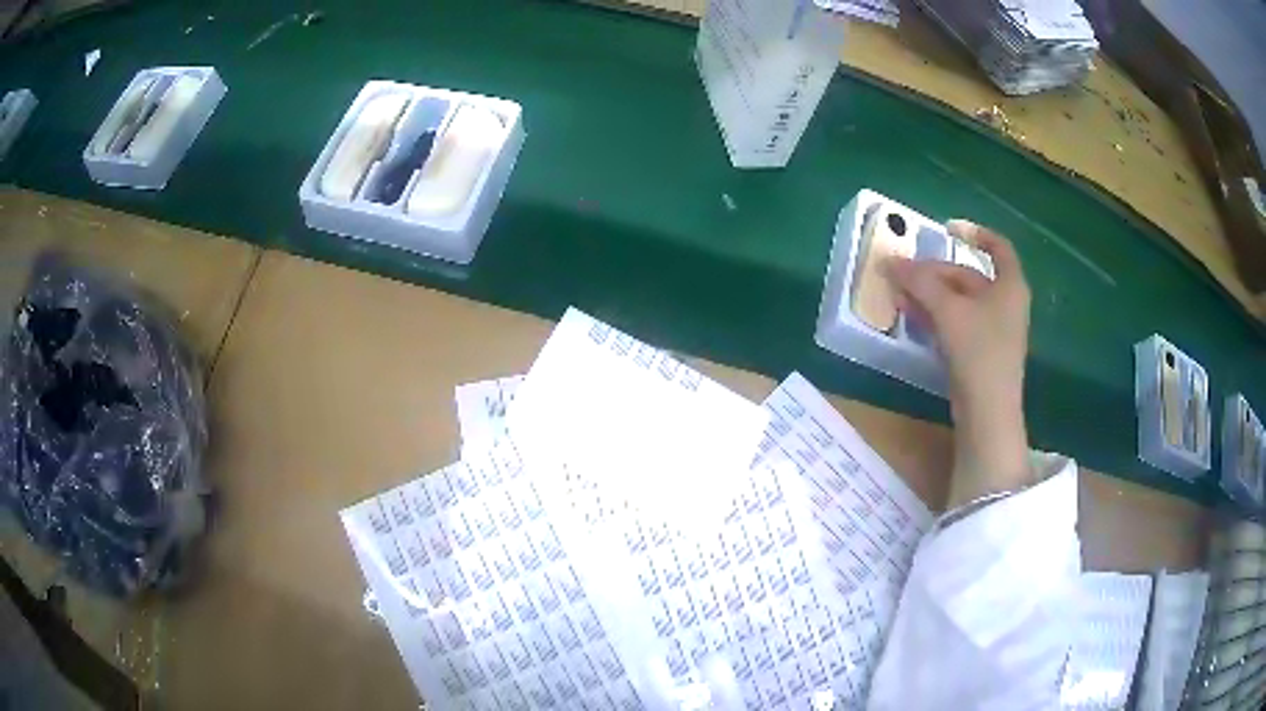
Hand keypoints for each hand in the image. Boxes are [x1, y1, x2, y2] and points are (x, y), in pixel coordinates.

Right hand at [887, 220, 1032, 505]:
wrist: (988, 414)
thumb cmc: (979, 352)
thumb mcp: (949, 311)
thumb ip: (920, 283)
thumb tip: (891, 261)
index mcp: (1010, 286)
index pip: (998, 247)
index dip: (975, 233)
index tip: (947, 229)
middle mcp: (1005, 303)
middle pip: (969, 276)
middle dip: (935, 273)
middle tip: (904, 273)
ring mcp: (994, 330)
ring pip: (960, 301)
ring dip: (930, 295)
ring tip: (900, 295)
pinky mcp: (981, 352)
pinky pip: (958, 323)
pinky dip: (937, 316)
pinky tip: (913, 317)